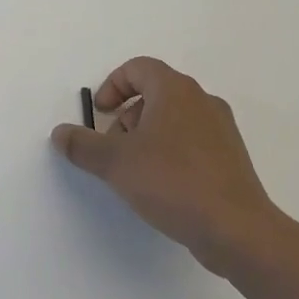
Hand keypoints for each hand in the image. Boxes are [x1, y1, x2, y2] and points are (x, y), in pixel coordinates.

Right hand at [51, 57, 281, 275]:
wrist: (237, 231)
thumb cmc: (172, 182)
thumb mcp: (115, 162)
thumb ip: (83, 145)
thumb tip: (61, 133)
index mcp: (176, 90)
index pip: (138, 68)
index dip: (113, 86)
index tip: (100, 114)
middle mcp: (202, 101)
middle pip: (155, 93)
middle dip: (127, 116)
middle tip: (115, 147)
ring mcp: (221, 130)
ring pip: (174, 119)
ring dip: (147, 136)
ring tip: (136, 171)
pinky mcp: (231, 159)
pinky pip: (192, 142)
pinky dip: (170, 153)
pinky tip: (162, 187)